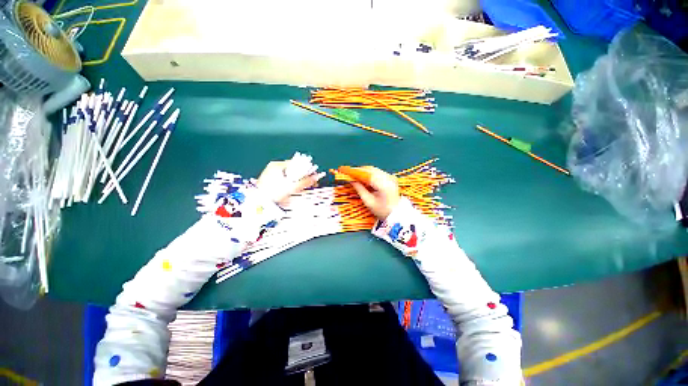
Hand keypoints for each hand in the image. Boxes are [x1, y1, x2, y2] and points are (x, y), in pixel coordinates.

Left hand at [257, 160, 324, 203]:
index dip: (306, 170)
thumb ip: (304, 182)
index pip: (297, 164)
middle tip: (310, 183)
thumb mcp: (291, 187)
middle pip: (294, 169)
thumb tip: (316, 177)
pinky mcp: (270, 181)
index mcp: (277, 165)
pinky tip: (293, 189)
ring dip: (297, 180)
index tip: (313, 176)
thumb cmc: (272, 194)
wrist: (257, 204)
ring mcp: (271, 174)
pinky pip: (285, 179)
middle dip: (303, 176)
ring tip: (302, 187)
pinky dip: (290, 183)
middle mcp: (274, 167)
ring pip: (290, 175)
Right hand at [350, 166, 399, 220]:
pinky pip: (378, 172)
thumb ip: (359, 189)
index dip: (355, 171)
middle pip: (371, 170)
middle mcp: (388, 178)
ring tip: (354, 175)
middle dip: (358, 170)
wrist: (396, 214)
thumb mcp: (368, 202)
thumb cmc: (382, 211)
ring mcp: (390, 177)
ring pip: (374, 170)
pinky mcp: (390, 178)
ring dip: (363, 171)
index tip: (346, 171)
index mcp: (384, 184)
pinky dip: (369, 174)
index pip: (367, 174)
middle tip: (348, 173)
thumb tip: (351, 180)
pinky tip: (363, 177)